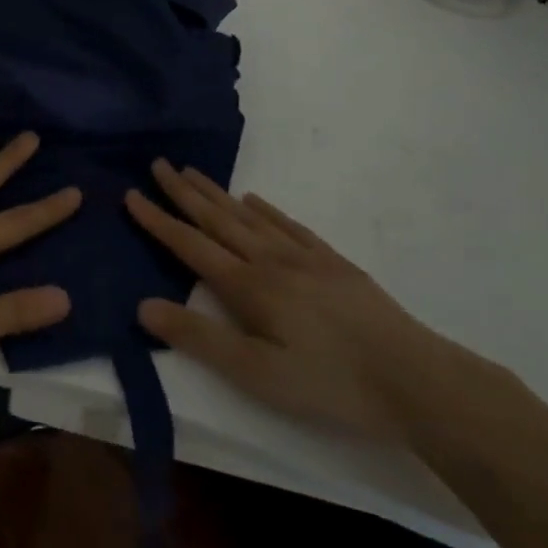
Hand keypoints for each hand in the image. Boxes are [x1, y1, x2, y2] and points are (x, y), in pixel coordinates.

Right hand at [127, 161, 464, 440]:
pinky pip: (289, 225)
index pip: (191, 245)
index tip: (131, 194)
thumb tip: (143, 305)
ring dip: (217, 193)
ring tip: (192, 172)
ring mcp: (305, 258)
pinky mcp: (333, 264)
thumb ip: (198, 338)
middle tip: (158, 163)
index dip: (158, 220)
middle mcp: (271, 260)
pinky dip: (266, 210)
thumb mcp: (256, 374)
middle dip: (183, 192)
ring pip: (249, 216)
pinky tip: (255, 201)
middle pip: (218, 219)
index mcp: (248, 286)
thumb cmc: (330, 384)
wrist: (416, 380)